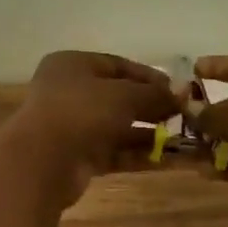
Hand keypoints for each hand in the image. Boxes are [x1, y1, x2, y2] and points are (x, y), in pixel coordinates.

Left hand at [7, 51, 179, 207]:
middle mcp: (69, 92)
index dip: (149, 77)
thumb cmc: (82, 111)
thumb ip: (155, 94)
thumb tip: (183, 92)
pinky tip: (168, 160)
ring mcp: (72, 126)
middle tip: (183, 116)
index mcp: (73, 65)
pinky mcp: (77, 157)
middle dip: (152, 107)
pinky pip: (114, 151)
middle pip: (118, 97)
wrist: (43, 160)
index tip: (178, 90)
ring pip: (117, 127)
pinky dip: (138, 154)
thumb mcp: (124, 95)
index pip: (117, 65)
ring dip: (149, 133)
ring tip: (183, 140)